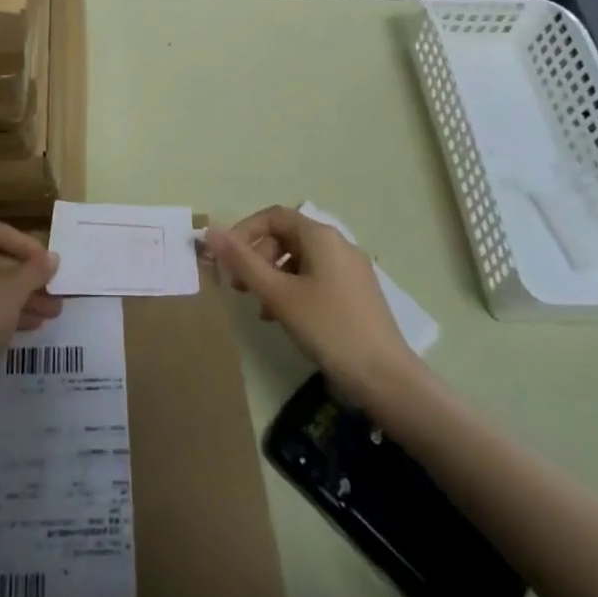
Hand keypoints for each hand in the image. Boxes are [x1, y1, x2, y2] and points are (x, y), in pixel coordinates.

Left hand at [0, 221, 61, 405]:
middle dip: (27, 278)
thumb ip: (34, 271)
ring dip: (19, 297)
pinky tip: (28, 326)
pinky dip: (0, 311)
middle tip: (55, 294)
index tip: (51, 264)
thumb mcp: (11, 293)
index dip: (27, 245)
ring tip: (50, 314)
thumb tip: (52, 257)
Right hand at [205, 206, 419, 402]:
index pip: (273, 216)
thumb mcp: (279, 295)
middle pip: (286, 237)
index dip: (244, 232)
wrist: (387, 380)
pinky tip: (285, 319)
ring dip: (273, 277)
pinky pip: (316, 278)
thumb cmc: (329, 329)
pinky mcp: (357, 293)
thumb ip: (243, 262)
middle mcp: (338, 244)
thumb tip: (210, 232)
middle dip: (257, 257)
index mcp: (321, 236)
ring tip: (260, 309)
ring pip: (300, 260)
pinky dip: (293, 289)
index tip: (225, 259)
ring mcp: (351, 269)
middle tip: (239, 287)